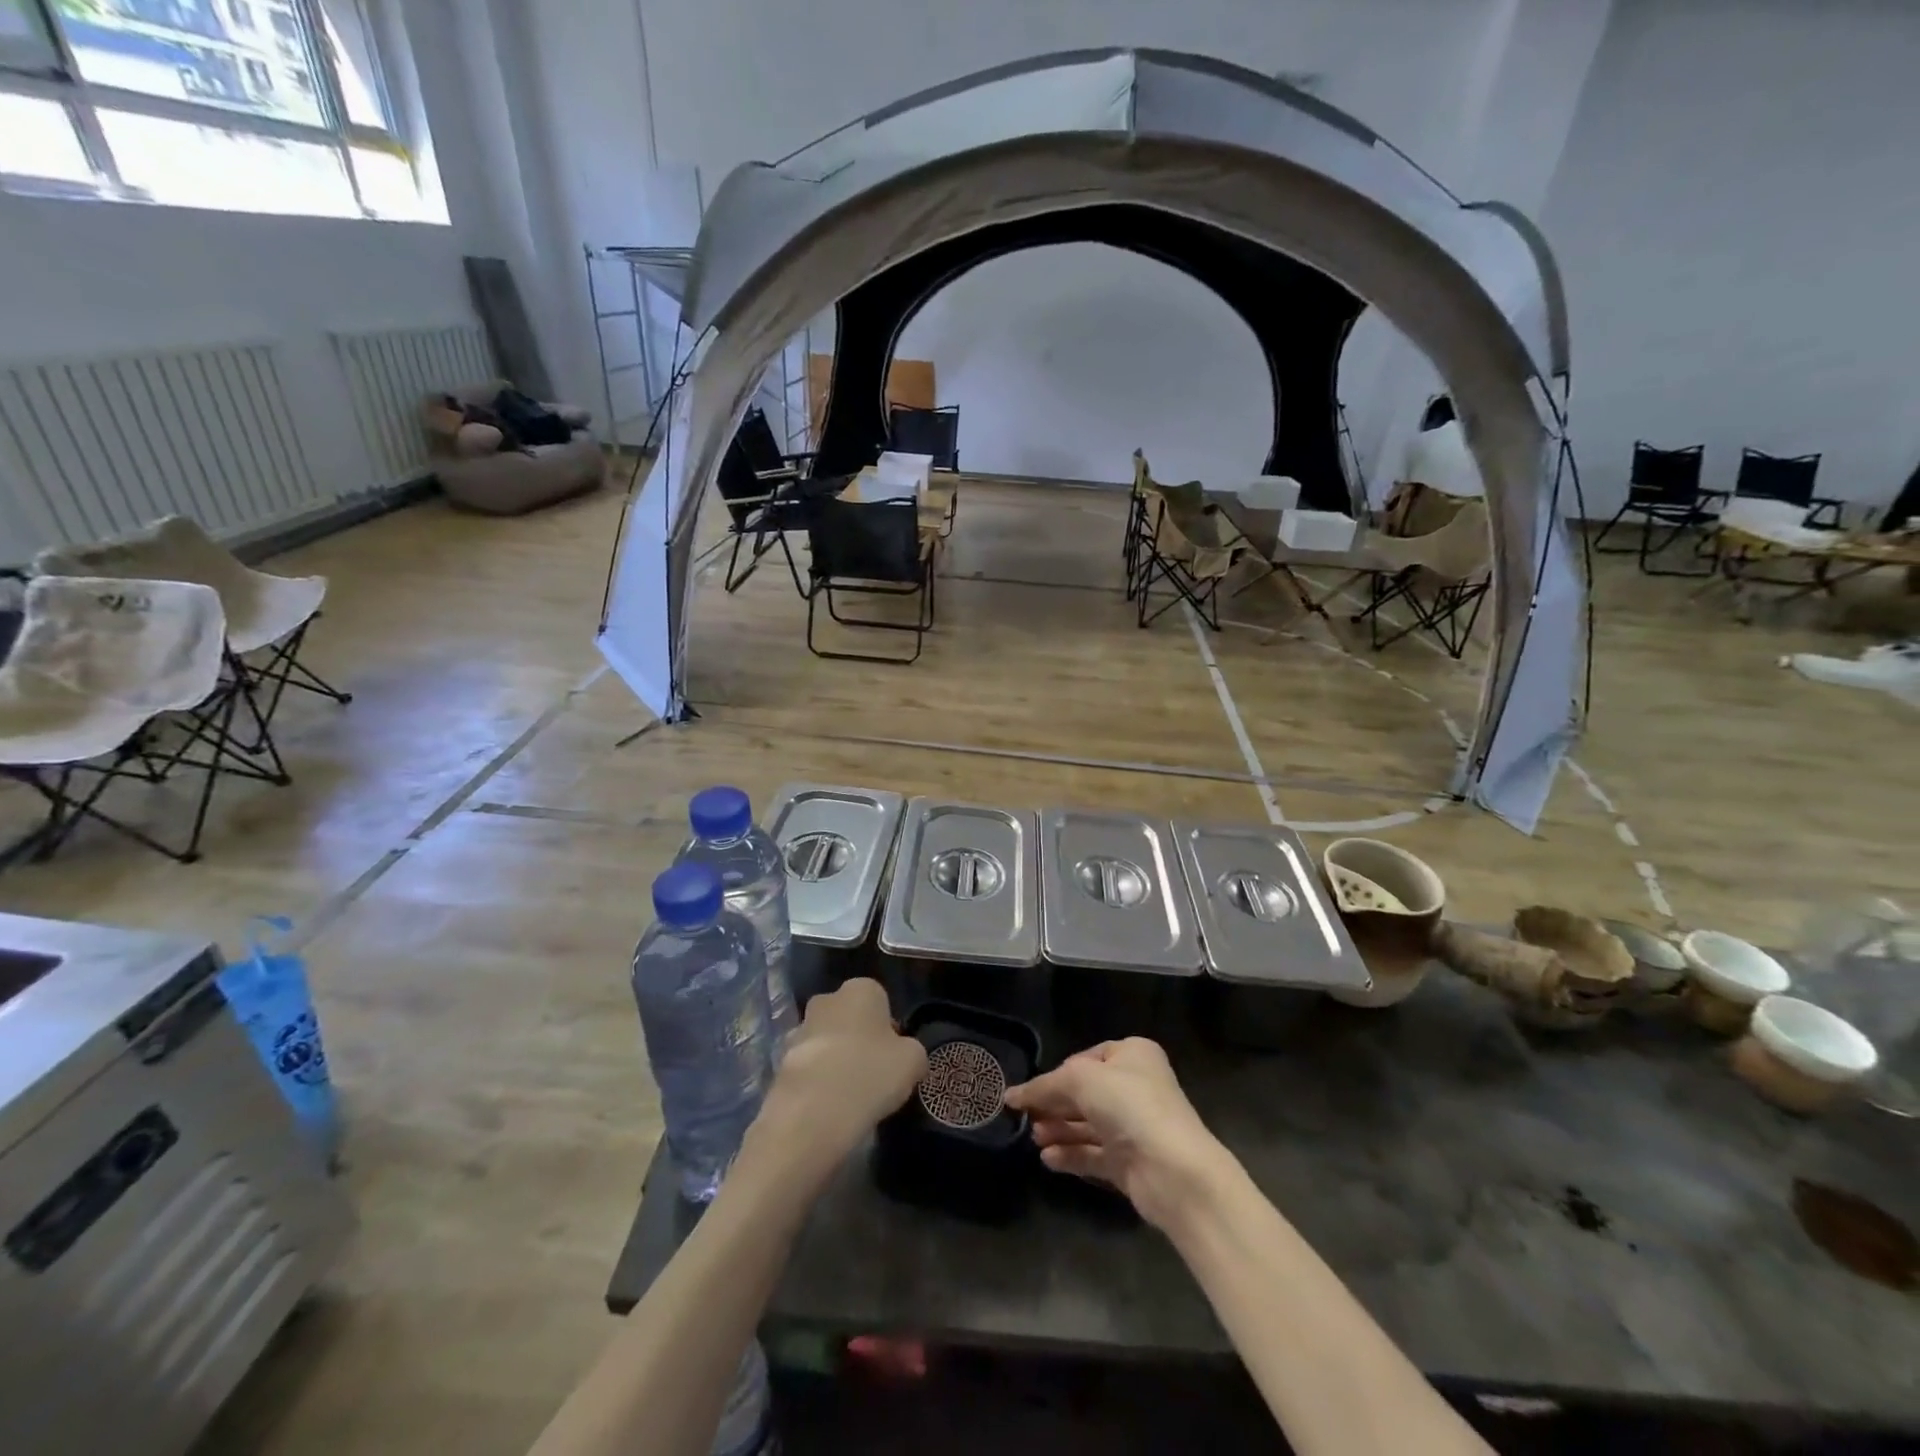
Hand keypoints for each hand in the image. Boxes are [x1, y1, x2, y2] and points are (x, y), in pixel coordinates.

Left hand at [751, 979, 927, 1178]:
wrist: (813, 1112)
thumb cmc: (870, 1074)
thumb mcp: (913, 1061)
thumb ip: (913, 1052)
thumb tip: (906, 1056)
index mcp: (861, 989)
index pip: (881, 1001)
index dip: (889, 1029)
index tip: (893, 1057)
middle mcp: (827, 999)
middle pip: (849, 1017)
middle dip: (858, 1039)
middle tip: (872, 1073)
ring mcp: (799, 1029)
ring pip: (826, 1040)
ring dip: (835, 1059)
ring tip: (849, 1095)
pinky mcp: (780, 1060)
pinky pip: (808, 1066)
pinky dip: (816, 1081)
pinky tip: (827, 1106)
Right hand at [1003, 1038, 1228, 1230]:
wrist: (1173, 1170)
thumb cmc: (1128, 1106)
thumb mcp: (1079, 1080)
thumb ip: (1043, 1086)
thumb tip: (1011, 1096)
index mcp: (1132, 1055)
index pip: (1085, 1058)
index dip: (1057, 1074)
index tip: (1030, 1090)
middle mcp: (1135, 1087)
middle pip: (1084, 1093)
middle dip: (1054, 1104)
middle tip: (1023, 1116)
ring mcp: (1133, 1127)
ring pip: (1087, 1124)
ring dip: (1058, 1130)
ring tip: (1033, 1138)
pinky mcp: (1130, 1162)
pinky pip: (1093, 1154)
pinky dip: (1070, 1154)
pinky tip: (1047, 1158)